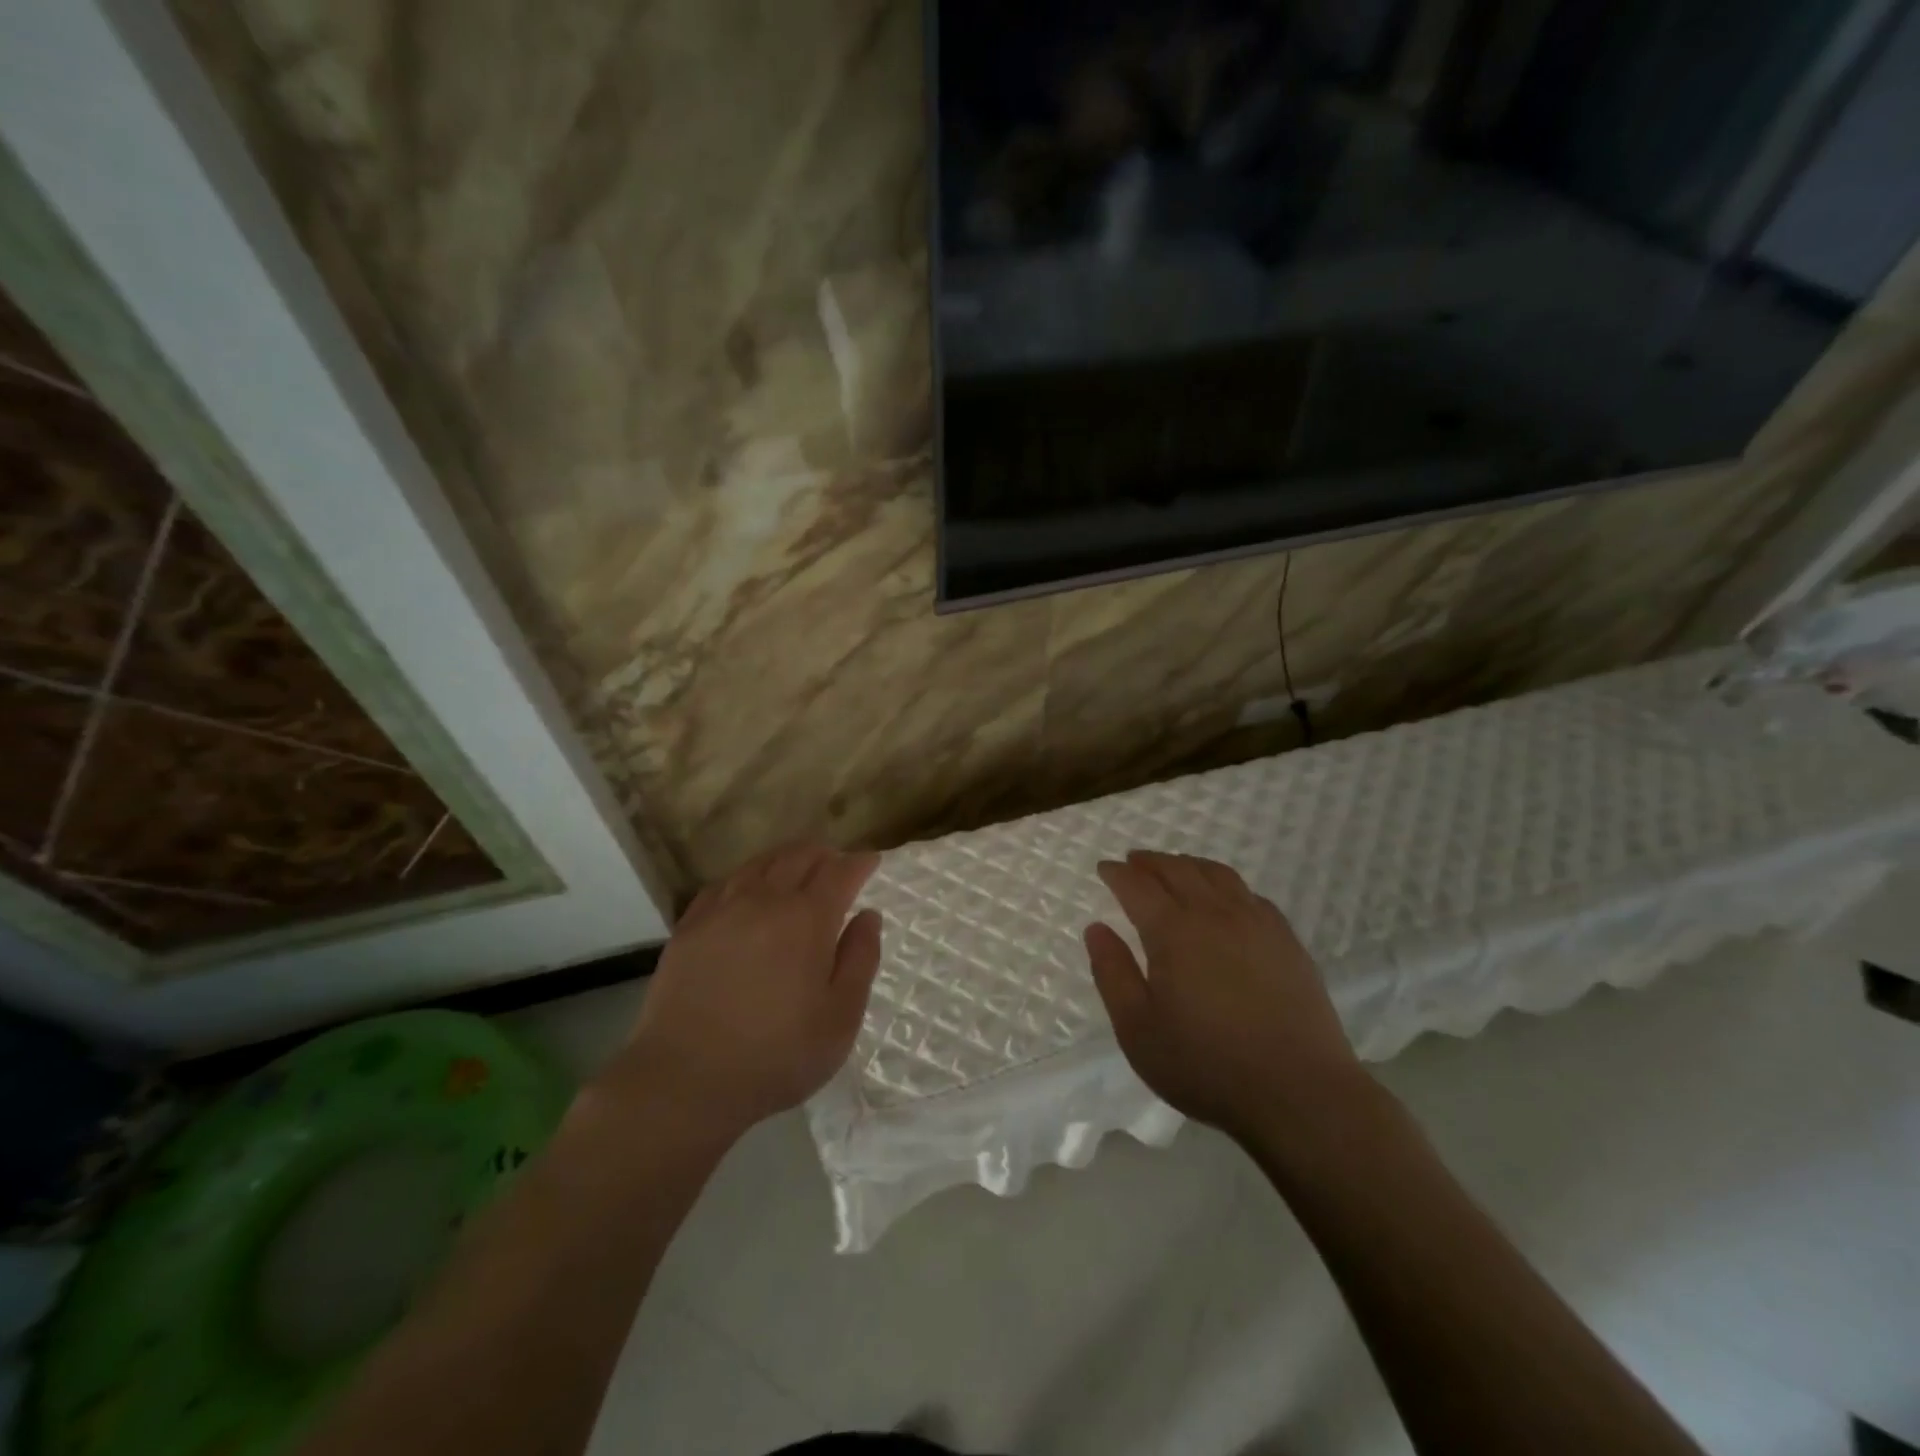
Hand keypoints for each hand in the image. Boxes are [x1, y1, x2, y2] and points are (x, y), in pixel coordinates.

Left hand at [620, 842, 882, 1137]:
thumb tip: (868, 916)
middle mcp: (765, 900)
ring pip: (759, 864)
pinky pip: (723, 884)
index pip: (839, 872)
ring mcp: (722, 910)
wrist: (685, 1079)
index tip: (871, 861)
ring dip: (786, 859)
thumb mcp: (840, 1018)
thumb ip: (860, 960)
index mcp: (807, 919)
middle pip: (798, 856)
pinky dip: (746, 877)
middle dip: (824, 854)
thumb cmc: (777, 1054)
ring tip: (797, 869)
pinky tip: (747, 890)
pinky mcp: (689, 927)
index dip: (859, 862)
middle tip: (837, 864)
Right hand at [1084, 850, 1368, 1141]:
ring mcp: (1256, 923)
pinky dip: (1227, 885)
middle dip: (1151, 862)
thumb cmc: (1205, 1064)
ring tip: (1175, 868)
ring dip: (1189, 864)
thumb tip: (1096, 929)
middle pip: (1178, 870)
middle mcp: (1214, 914)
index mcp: (1173, 931)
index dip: (1117, 874)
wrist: (1299, 1093)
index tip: (1104, 869)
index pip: (1138, 886)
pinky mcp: (1287, 941)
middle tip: (1134, 861)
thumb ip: (1112, 973)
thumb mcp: (1137, 1028)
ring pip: (1217, 875)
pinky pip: (1251, 895)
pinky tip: (1226, 899)